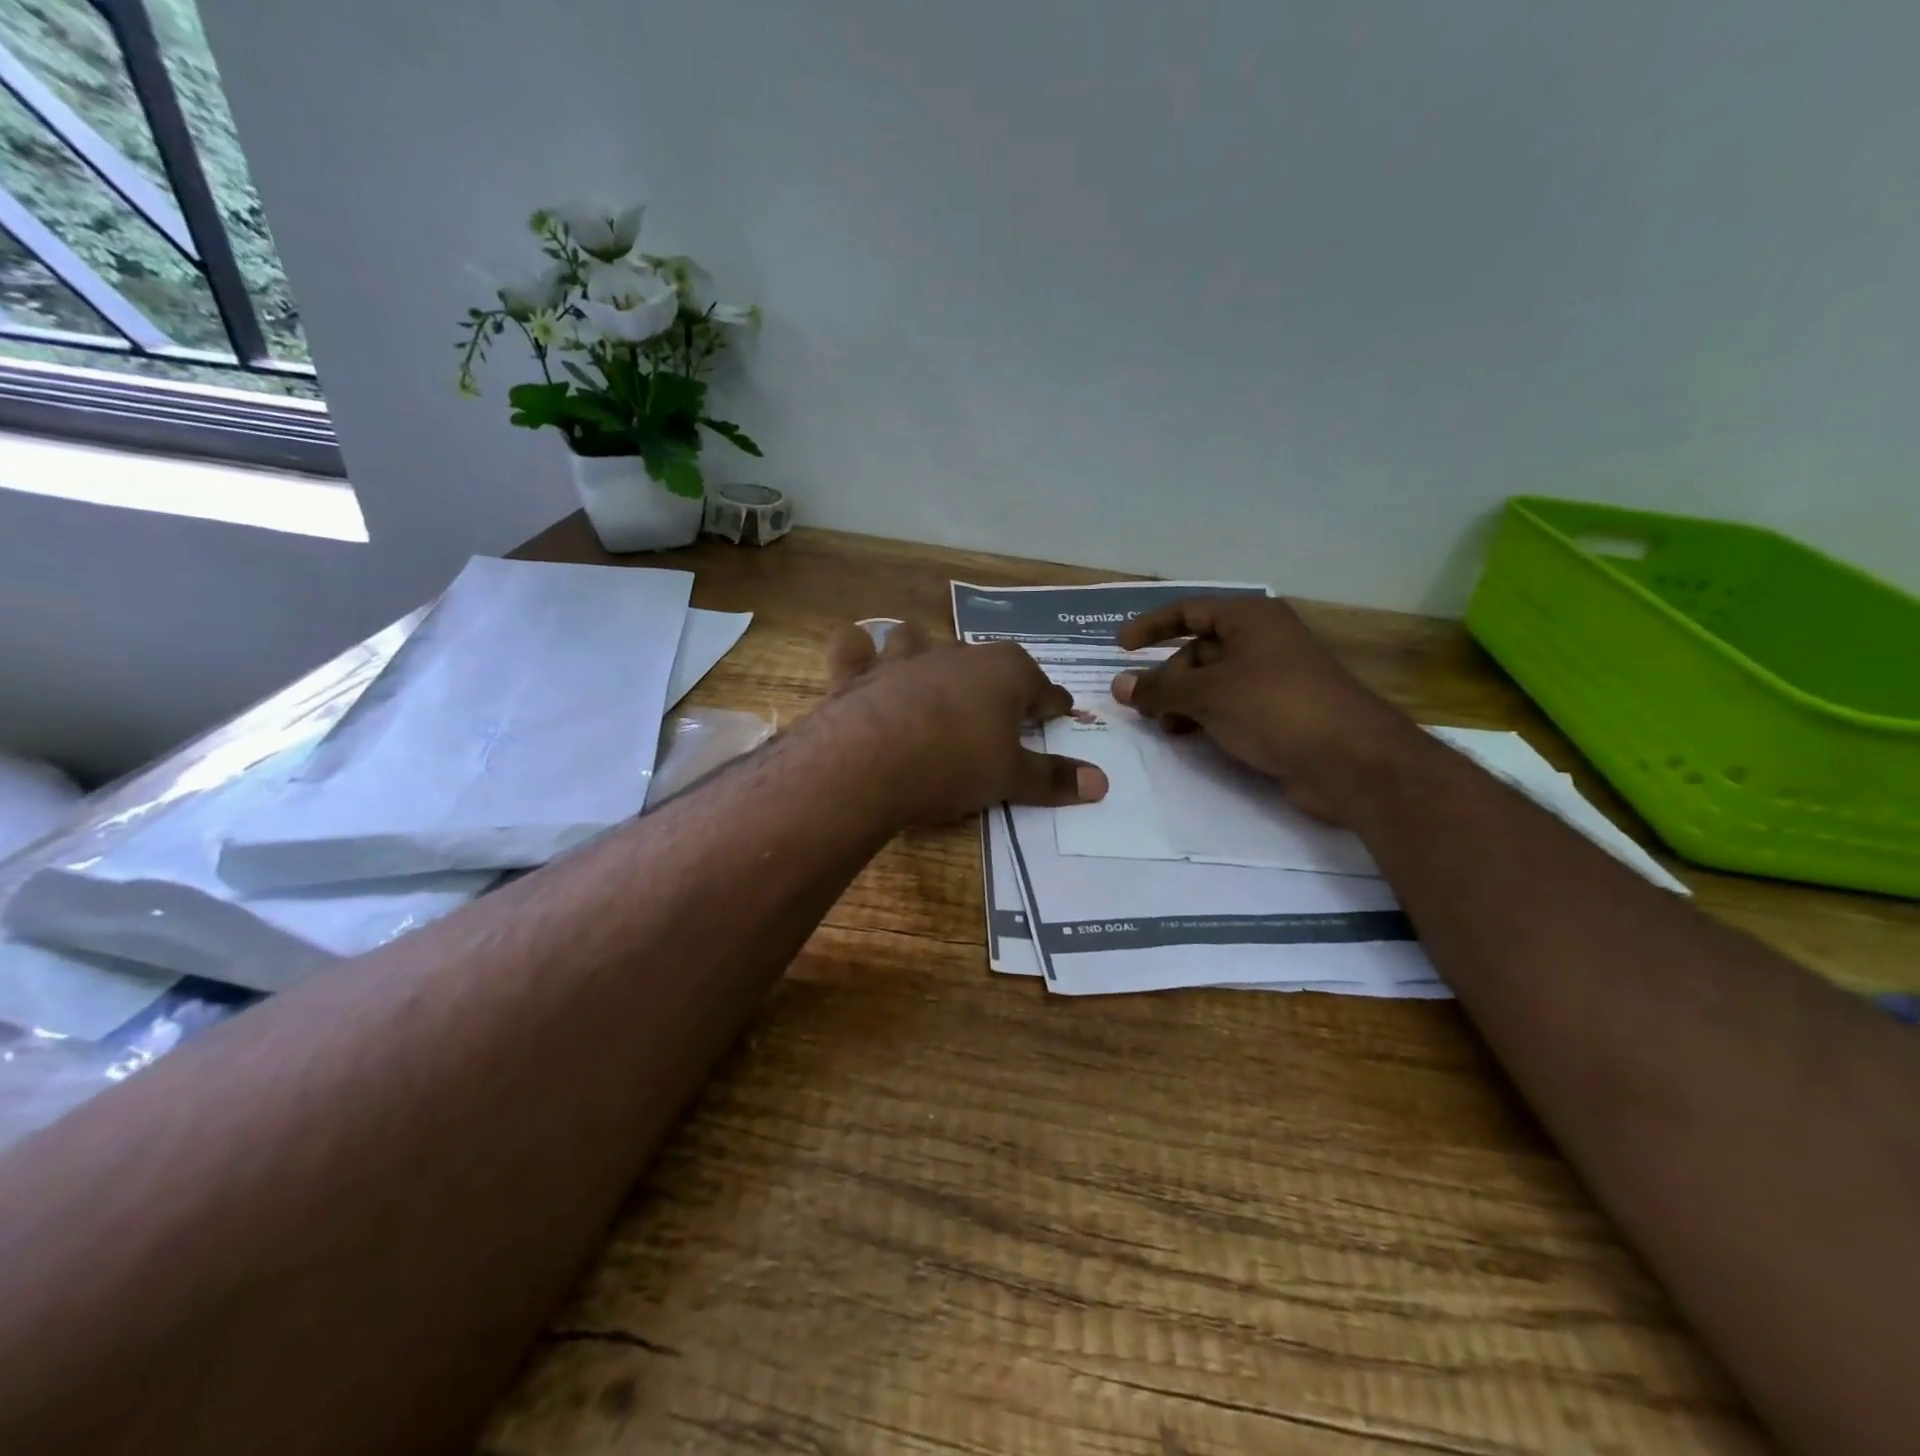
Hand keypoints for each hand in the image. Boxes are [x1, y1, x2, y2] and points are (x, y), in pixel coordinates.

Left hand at [818, 621, 1108, 823]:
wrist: (869, 763)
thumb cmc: (954, 765)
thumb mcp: (1010, 779)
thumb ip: (1054, 779)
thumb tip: (1102, 784)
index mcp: (1004, 672)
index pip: (1042, 687)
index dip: (1052, 704)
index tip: (1058, 713)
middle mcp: (956, 653)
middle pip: (985, 661)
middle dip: (994, 680)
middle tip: (996, 711)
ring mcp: (903, 657)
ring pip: (918, 638)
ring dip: (924, 652)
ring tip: (927, 676)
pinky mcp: (857, 672)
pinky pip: (853, 646)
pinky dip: (857, 652)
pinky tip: (860, 661)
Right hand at [1112, 597, 1418, 823]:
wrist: (1349, 761)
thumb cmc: (1274, 708)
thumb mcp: (1207, 694)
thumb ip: (1159, 690)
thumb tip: (1118, 686)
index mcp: (1250, 619)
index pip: (1190, 611)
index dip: (1151, 626)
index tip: (1120, 648)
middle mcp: (1263, 642)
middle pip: (1198, 651)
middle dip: (1168, 678)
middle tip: (1145, 709)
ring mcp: (1273, 679)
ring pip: (1212, 682)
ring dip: (1183, 702)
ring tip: (1167, 728)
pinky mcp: (1278, 713)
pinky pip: (1229, 706)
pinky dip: (1205, 718)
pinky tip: (1192, 738)